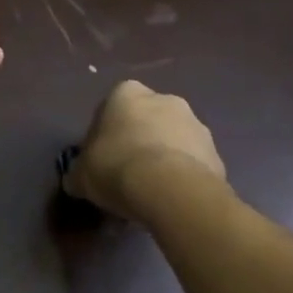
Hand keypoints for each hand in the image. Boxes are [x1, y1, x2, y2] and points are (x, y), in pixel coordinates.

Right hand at [62, 81, 225, 217]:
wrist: (171, 190)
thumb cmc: (116, 167)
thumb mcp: (81, 174)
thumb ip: (78, 172)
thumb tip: (75, 180)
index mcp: (127, 93)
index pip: (111, 107)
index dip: (104, 133)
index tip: (101, 157)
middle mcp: (165, 99)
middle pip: (146, 120)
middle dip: (138, 140)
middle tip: (126, 172)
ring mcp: (197, 125)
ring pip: (173, 140)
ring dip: (163, 157)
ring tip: (151, 191)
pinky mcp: (217, 154)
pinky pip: (193, 163)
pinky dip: (183, 176)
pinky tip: (171, 199)